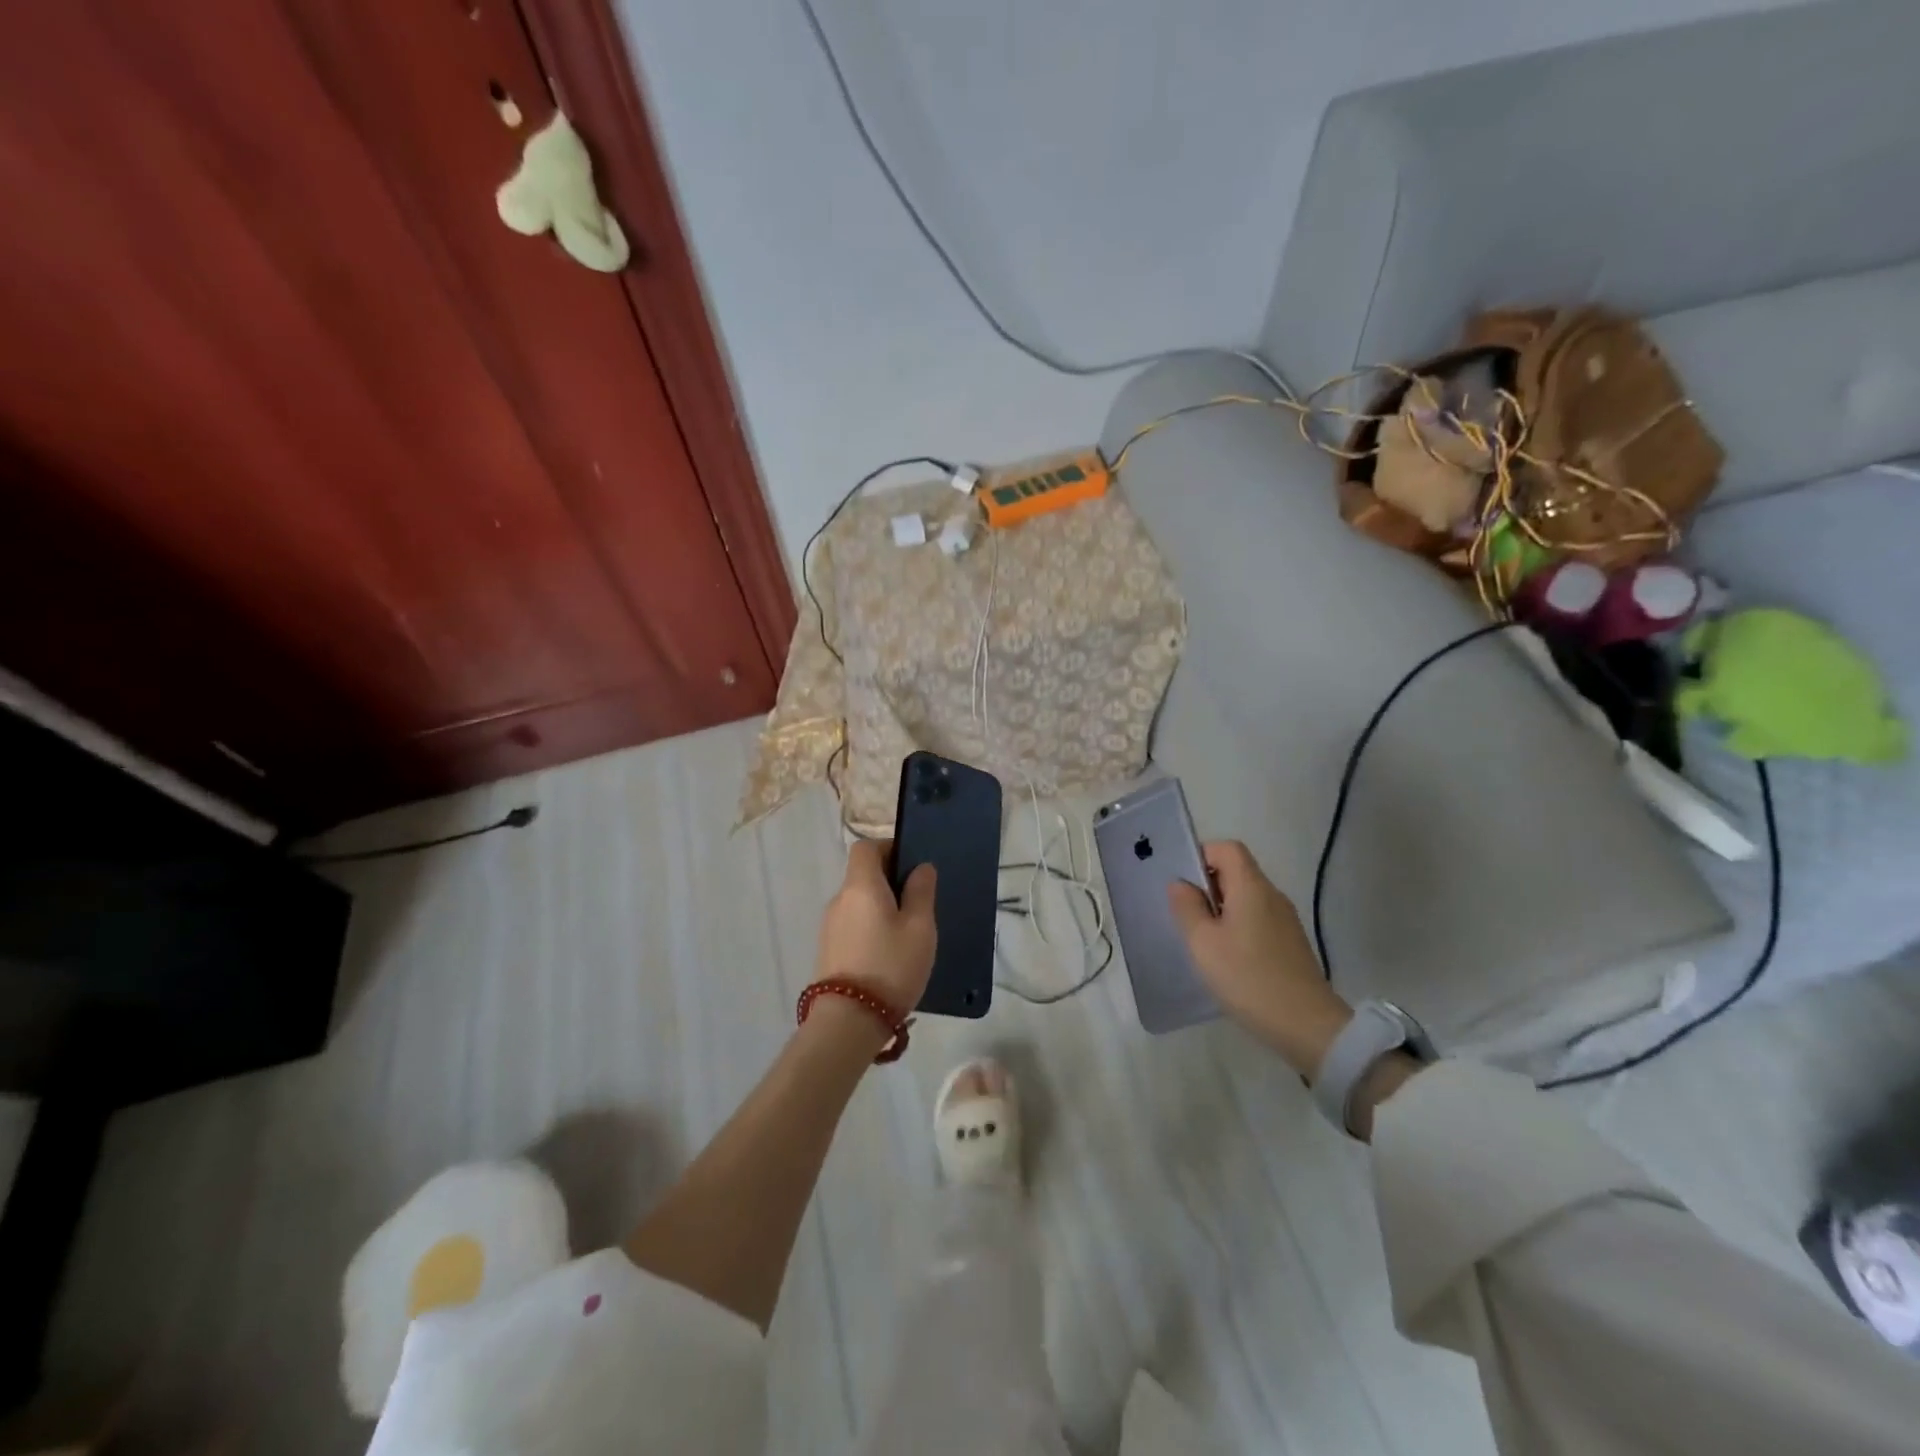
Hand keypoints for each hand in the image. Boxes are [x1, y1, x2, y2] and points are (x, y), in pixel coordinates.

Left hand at [815, 840, 936, 1017]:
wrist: (849, 1021)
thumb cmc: (891, 966)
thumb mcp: (920, 928)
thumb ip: (921, 892)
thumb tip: (921, 867)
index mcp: (860, 885)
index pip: (865, 847)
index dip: (888, 848)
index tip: (911, 866)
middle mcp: (839, 899)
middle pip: (862, 875)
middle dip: (889, 881)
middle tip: (918, 904)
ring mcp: (829, 926)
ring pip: (858, 903)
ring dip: (880, 908)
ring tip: (907, 934)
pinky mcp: (828, 950)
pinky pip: (852, 925)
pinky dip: (870, 928)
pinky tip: (888, 954)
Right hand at [1168, 841, 1352, 1075]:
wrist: (1307, 1026)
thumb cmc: (1248, 978)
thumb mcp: (1203, 943)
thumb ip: (1187, 908)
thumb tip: (1180, 884)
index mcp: (1252, 887)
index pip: (1227, 848)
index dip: (1201, 855)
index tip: (1182, 883)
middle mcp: (1272, 895)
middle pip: (1237, 871)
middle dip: (1207, 885)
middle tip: (1185, 914)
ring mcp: (1286, 920)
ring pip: (1246, 898)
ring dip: (1221, 909)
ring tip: (1202, 938)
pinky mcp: (1291, 944)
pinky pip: (1258, 919)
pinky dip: (1237, 926)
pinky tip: (1226, 957)